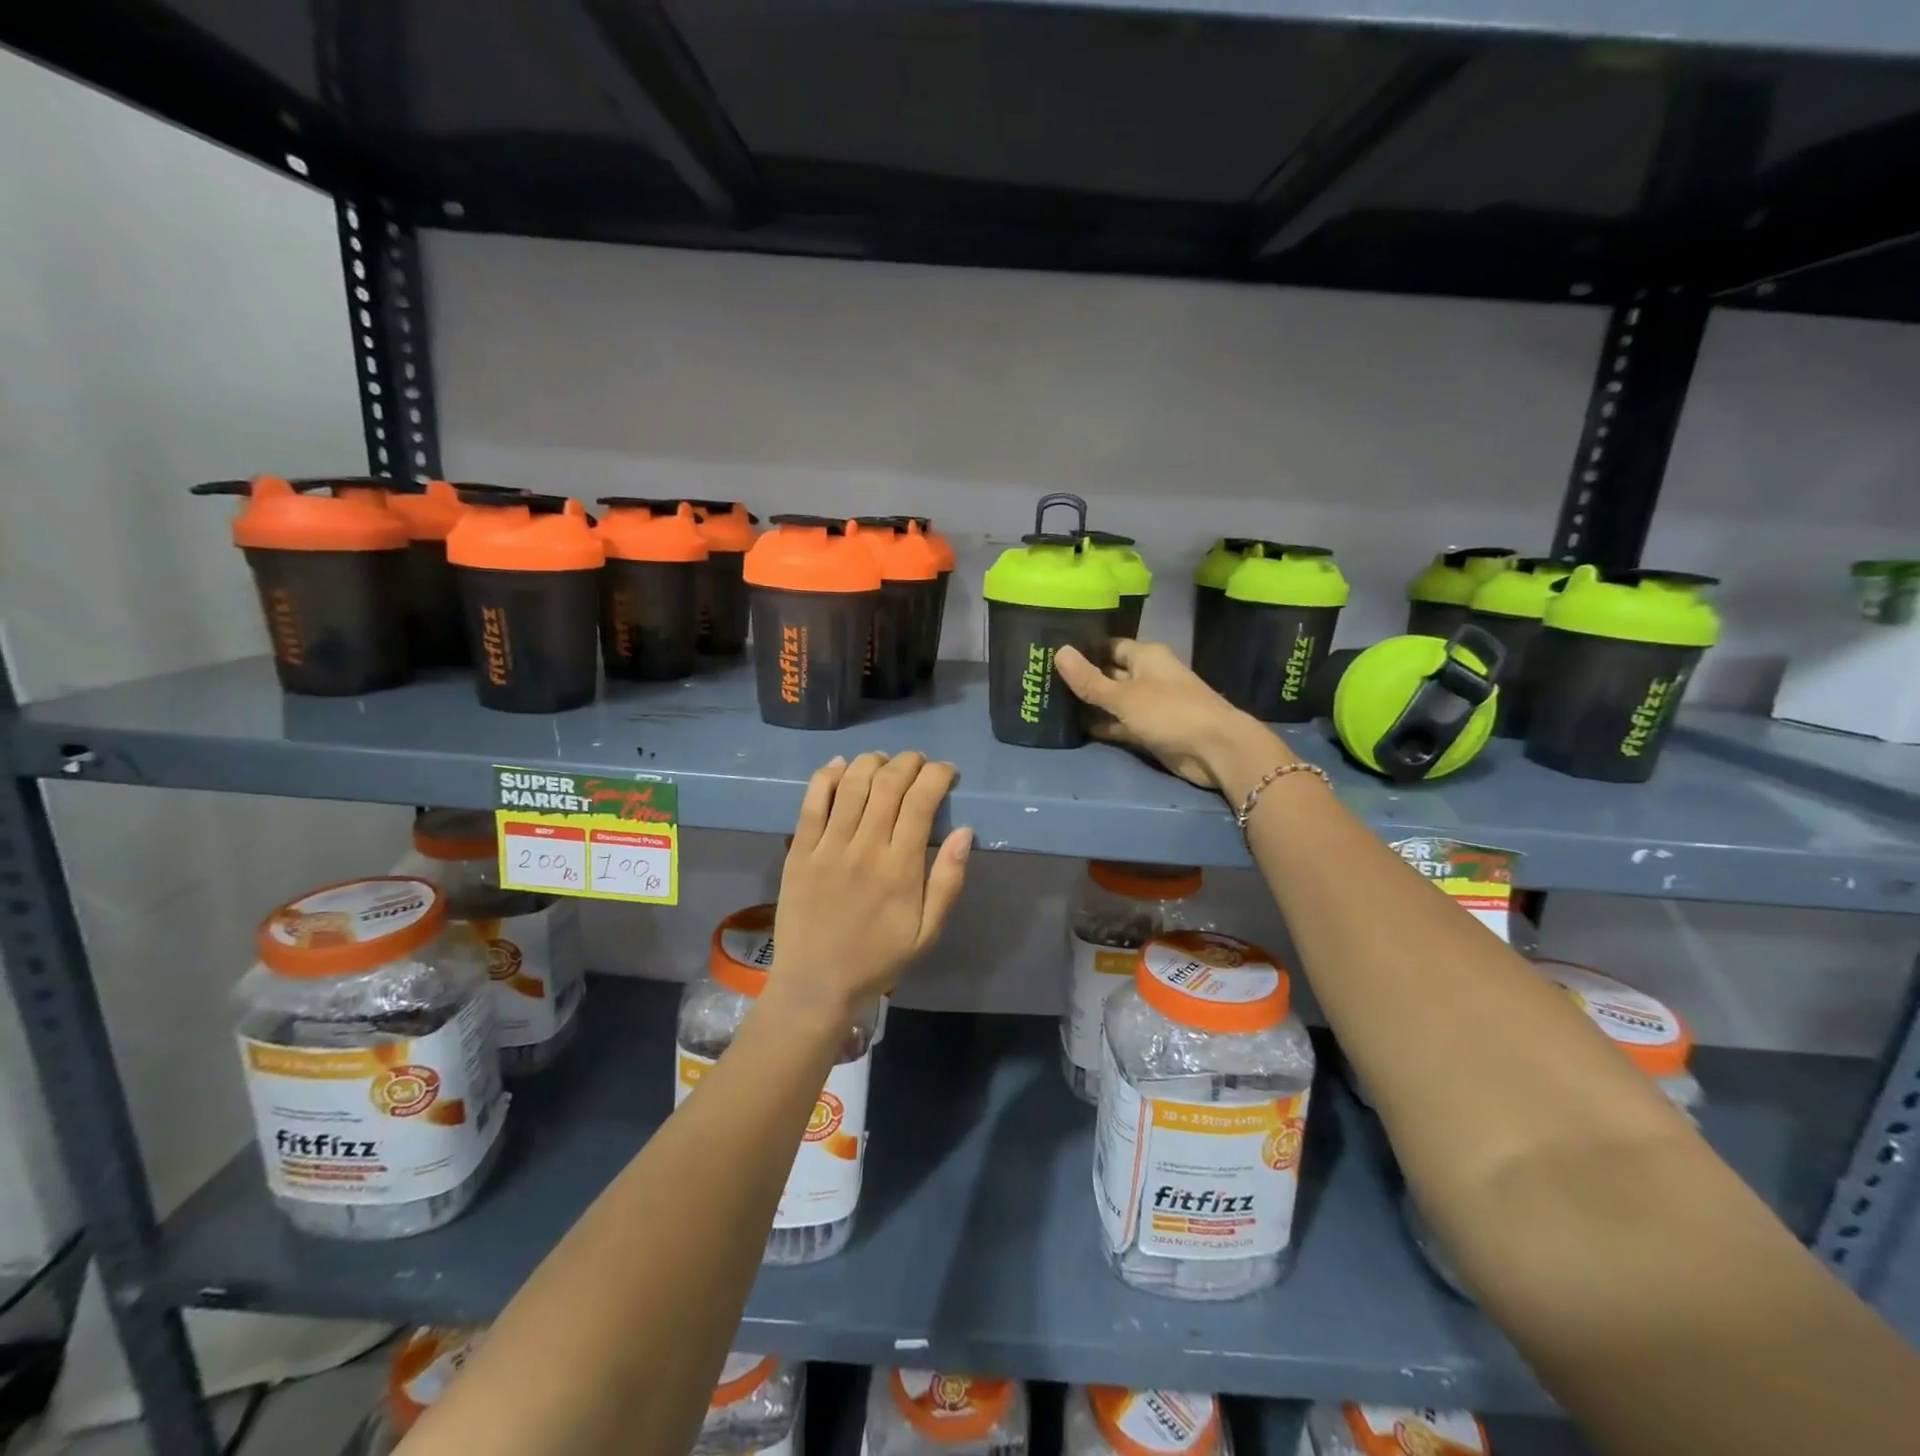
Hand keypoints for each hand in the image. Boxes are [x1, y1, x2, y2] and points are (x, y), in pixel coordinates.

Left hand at [771, 752, 972, 1020]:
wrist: (816, 984)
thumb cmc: (878, 959)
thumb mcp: (928, 932)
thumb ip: (948, 881)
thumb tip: (965, 832)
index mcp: (900, 868)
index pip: (921, 801)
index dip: (936, 775)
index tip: (946, 772)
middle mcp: (864, 847)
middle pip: (888, 784)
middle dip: (909, 762)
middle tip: (919, 763)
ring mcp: (827, 847)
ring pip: (852, 784)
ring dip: (872, 762)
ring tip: (884, 761)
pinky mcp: (799, 850)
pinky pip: (812, 802)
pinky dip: (827, 776)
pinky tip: (840, 765)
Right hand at [1054, 639, 1290, 790]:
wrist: (1215, 750)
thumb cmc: (1169, 712)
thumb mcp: (1124, 696)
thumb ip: (1090, 680)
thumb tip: (1058, 651)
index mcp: (1145, 656)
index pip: (1108, 646)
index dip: (1083, 649)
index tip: (1051, 653)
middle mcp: (1147, 675)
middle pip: (1109, 672)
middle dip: (1082, 678)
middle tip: (1042, 679)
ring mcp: (1149, 704)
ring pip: (1112, 700)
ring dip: (1089, 704)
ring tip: (1050, 702)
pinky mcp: (1149, 730)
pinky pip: (1119, 723)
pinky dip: (1102, 725)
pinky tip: (1073, 728)